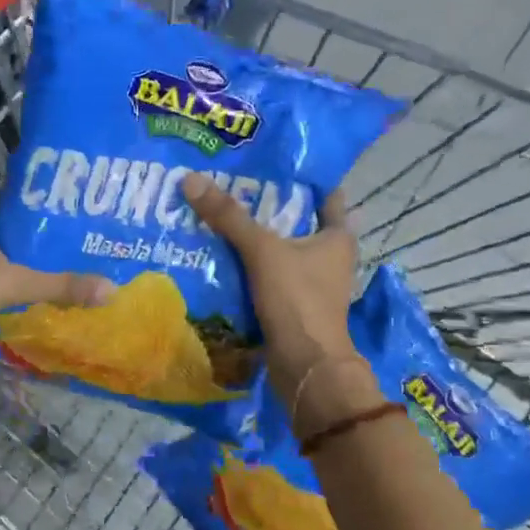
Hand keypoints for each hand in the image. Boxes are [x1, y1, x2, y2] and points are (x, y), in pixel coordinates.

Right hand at [181, 176, 360, 389]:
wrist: (305, 367)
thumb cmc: (297, 300)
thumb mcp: (262, 251)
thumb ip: (229, 217)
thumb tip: (192, 180)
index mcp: (337, 237)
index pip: (326, 196)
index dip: (304, 177)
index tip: (272, 162)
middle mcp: (330, 258)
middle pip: (297, 222)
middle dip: (268, 206)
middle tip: (233, 185)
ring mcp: (312, 285)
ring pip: (280, 251)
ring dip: (256, 239)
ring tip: (220, 216)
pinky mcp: (293, 306)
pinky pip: (268, 277)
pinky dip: (249, 267)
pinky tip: (220, 256)